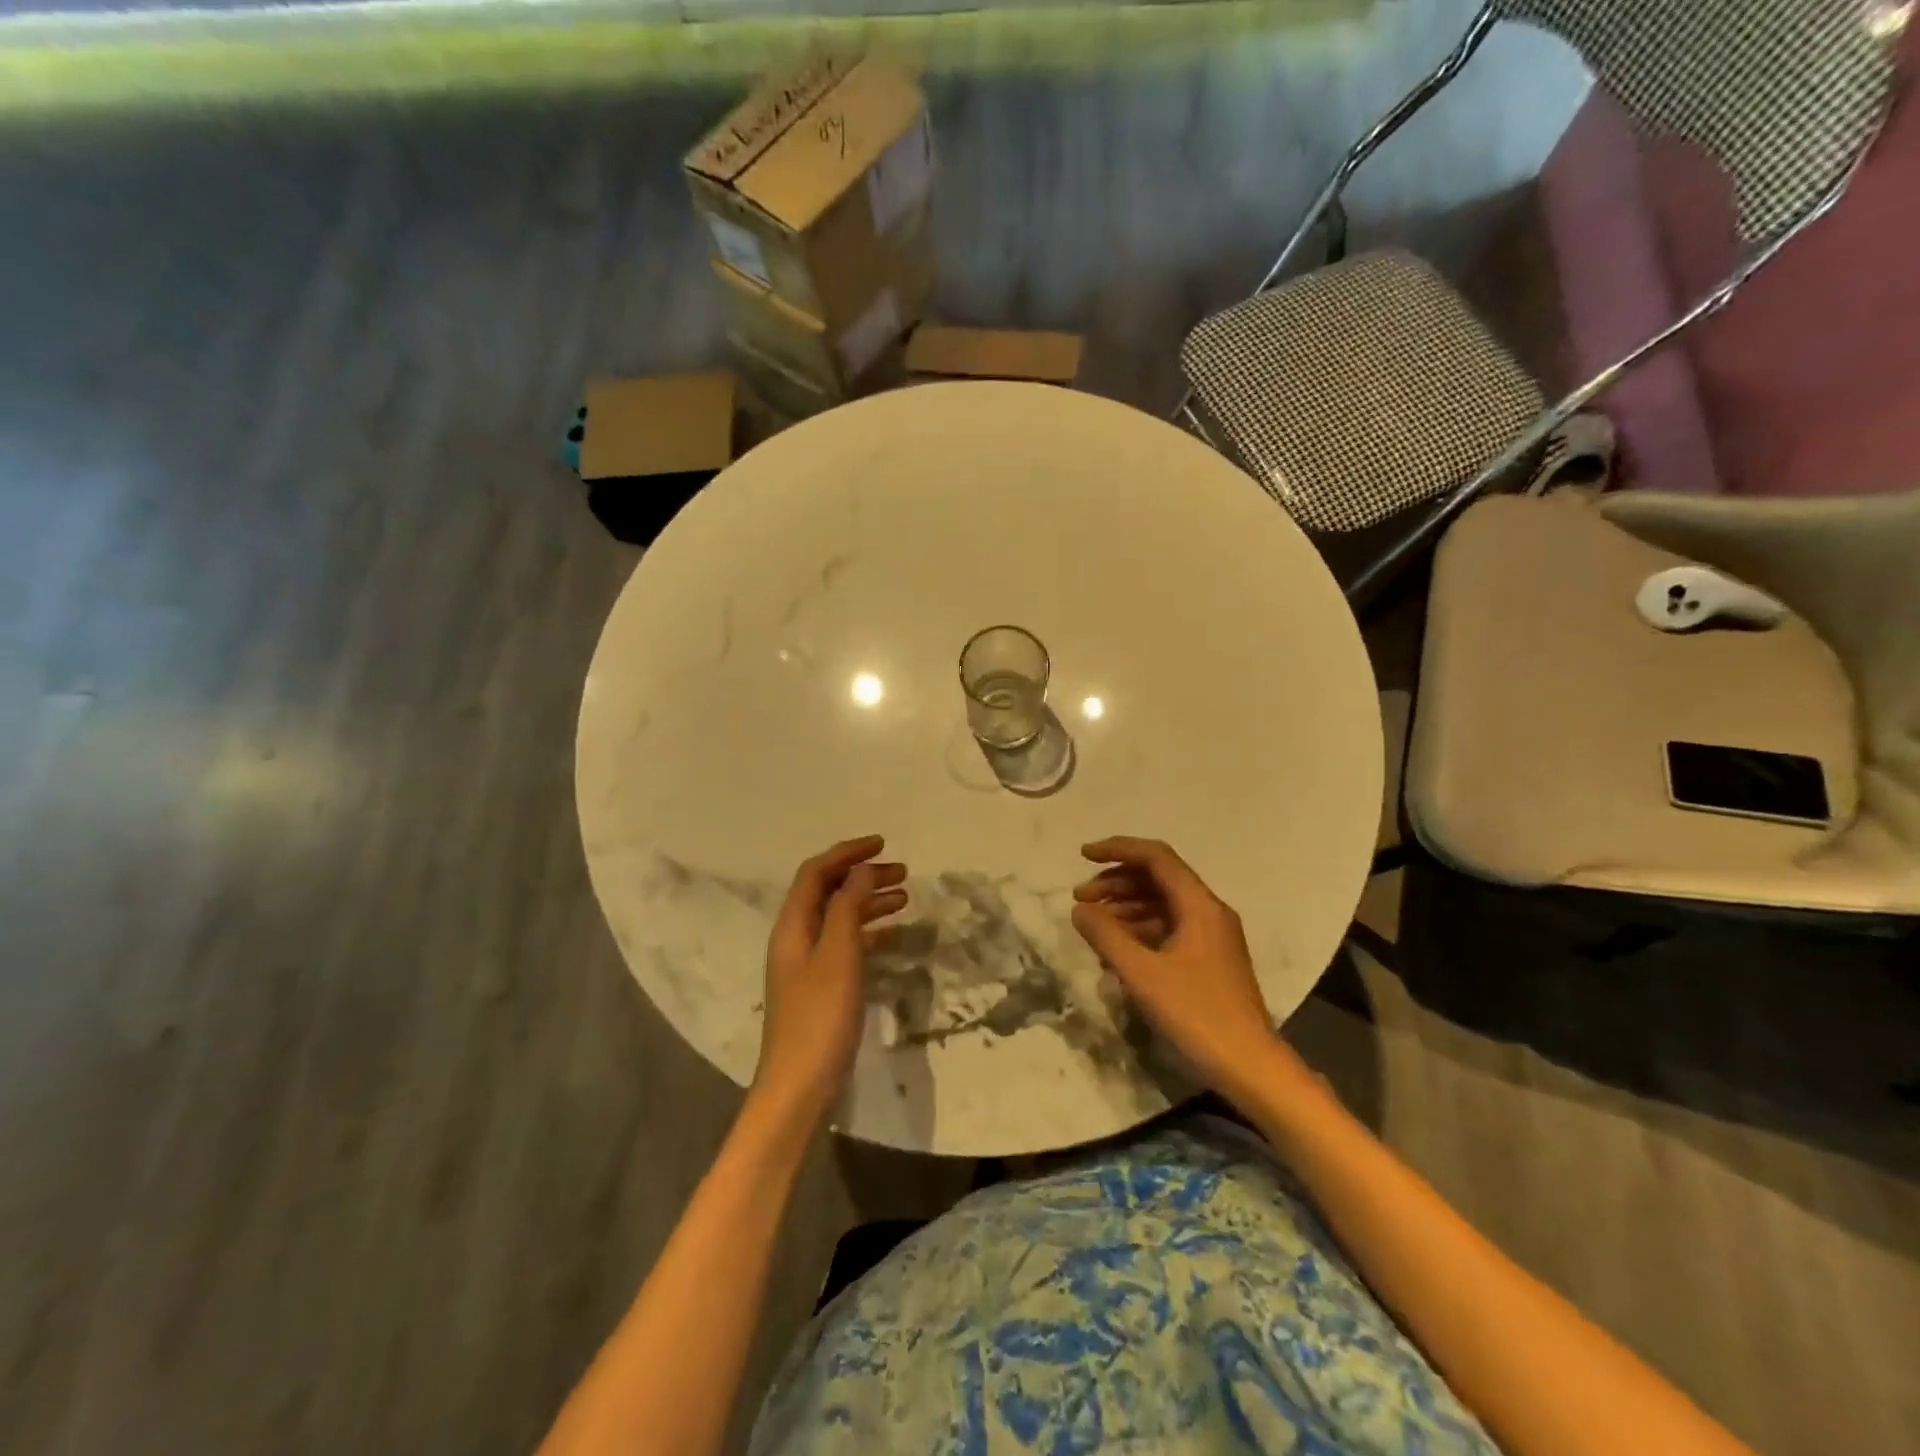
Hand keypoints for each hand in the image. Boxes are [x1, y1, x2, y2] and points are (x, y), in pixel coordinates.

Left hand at [754, 836, 907, 1124]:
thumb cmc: (820, 1017)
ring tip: (905, 898)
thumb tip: (861, 871)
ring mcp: (807, 963)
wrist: (799, 1086)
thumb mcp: (838, 955)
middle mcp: (796, 937)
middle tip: (903, 872)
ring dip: (869, 902)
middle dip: (863, 875)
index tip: (883, 844)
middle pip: (828, 891)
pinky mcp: (820, 986)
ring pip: (839, 917)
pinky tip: (893, 937)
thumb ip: (848, 908)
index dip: (847, 853)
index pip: (816, 872)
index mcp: (793, 925)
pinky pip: (846, 944)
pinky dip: (869, 932)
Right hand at [1071, 836, 1275, 1098]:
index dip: (1117, 849)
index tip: (1083, 856)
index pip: (1156, 857)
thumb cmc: (1196, 1014)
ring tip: (1092, 924)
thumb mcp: (1142, 974)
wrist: (1250, 1066)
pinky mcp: (1208, 959)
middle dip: (1116, 882)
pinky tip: (1115, 950)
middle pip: (1158, 879)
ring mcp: (1211, 936)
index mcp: (1199, 905)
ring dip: (1125, 907)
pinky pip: (1168, 929)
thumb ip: (1106, 935)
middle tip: (1079, 898)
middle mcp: (1208, 912)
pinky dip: (1139, 930)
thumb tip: (1080, 909)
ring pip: (1161, 905)